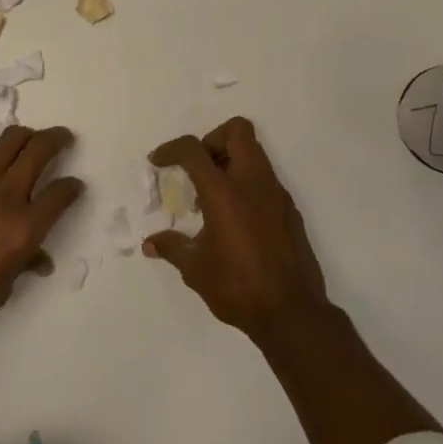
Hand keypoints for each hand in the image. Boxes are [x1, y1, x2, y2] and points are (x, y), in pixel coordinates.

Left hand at [0, 125, 82, 348]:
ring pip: (10, 141)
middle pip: (38, 149)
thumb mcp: (0, 291)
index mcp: (24, 228)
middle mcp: (6, 197)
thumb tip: (38, 259)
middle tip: (65, 138)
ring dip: (26, 137)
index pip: (60, 194)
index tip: (75, 186)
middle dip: (57, 139)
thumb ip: (23, 264)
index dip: (73, 188)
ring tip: (32, 142)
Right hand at [143, 117, 329, 347]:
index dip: (171, 149)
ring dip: (230, 162)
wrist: (292, 312)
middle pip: (236, 131)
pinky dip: (246, 184)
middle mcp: (252, 183)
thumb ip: (172, 248)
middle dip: (212, 140)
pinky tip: (235, 219)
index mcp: (224, 192)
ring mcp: (276, 194)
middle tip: (198, 169)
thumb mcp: (195, 269)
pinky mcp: (290, 210)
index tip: (158, 161)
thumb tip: (150, 243)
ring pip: (254, 152)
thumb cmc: (238, 287)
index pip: (194, 150)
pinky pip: (265, 179)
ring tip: (212, 198)